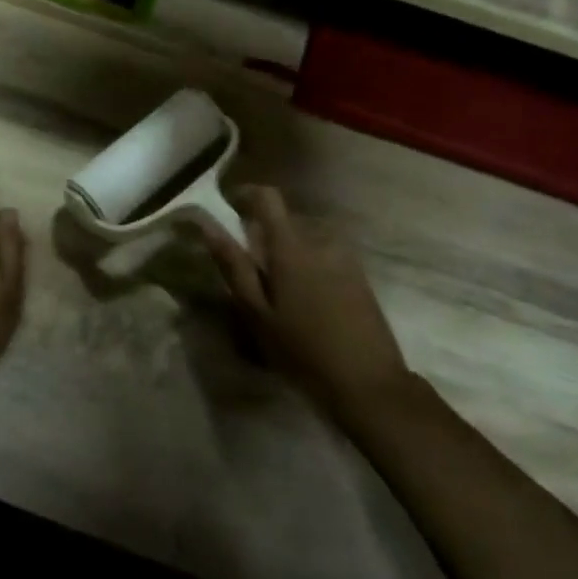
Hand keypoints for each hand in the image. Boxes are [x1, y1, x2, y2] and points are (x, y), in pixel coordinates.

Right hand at [198, 186, 407, 415]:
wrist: (368, 383)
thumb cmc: (302, 351)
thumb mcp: (257, 314)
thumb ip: (234, 266)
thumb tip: (208, 227)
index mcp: (291, 246)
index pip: (267, 197)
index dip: (245, 195)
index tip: (229, 209)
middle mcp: (320, 240)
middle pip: (286, 219)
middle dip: (264, 234)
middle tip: (251, 272)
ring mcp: (345, 256)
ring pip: (306, 238)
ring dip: (289, 252)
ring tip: (280, 292)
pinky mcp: (359, 274)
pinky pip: (325, 254)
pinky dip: (309, 265)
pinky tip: (307, 302)